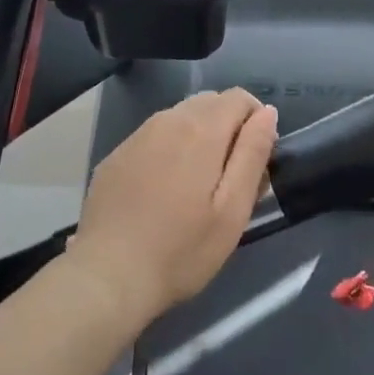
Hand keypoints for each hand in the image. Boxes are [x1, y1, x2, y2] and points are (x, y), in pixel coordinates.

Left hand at [65, 89, 278, 330]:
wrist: (106, 277)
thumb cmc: (180, 250)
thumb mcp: (232, 210)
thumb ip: (253, 154)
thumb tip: (266, 113)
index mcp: (202, 129)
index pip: (239, 97)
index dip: (256, 120)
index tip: (256, 160)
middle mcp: (168, 119)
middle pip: (210, 103)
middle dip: (229, 127)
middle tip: (231, 177)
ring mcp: (137, 135)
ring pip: (180, 117)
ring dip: (199, 136)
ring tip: (198, 186)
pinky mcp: (116, 154)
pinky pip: (154, 136)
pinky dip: (169, 150)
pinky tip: (163, 191)